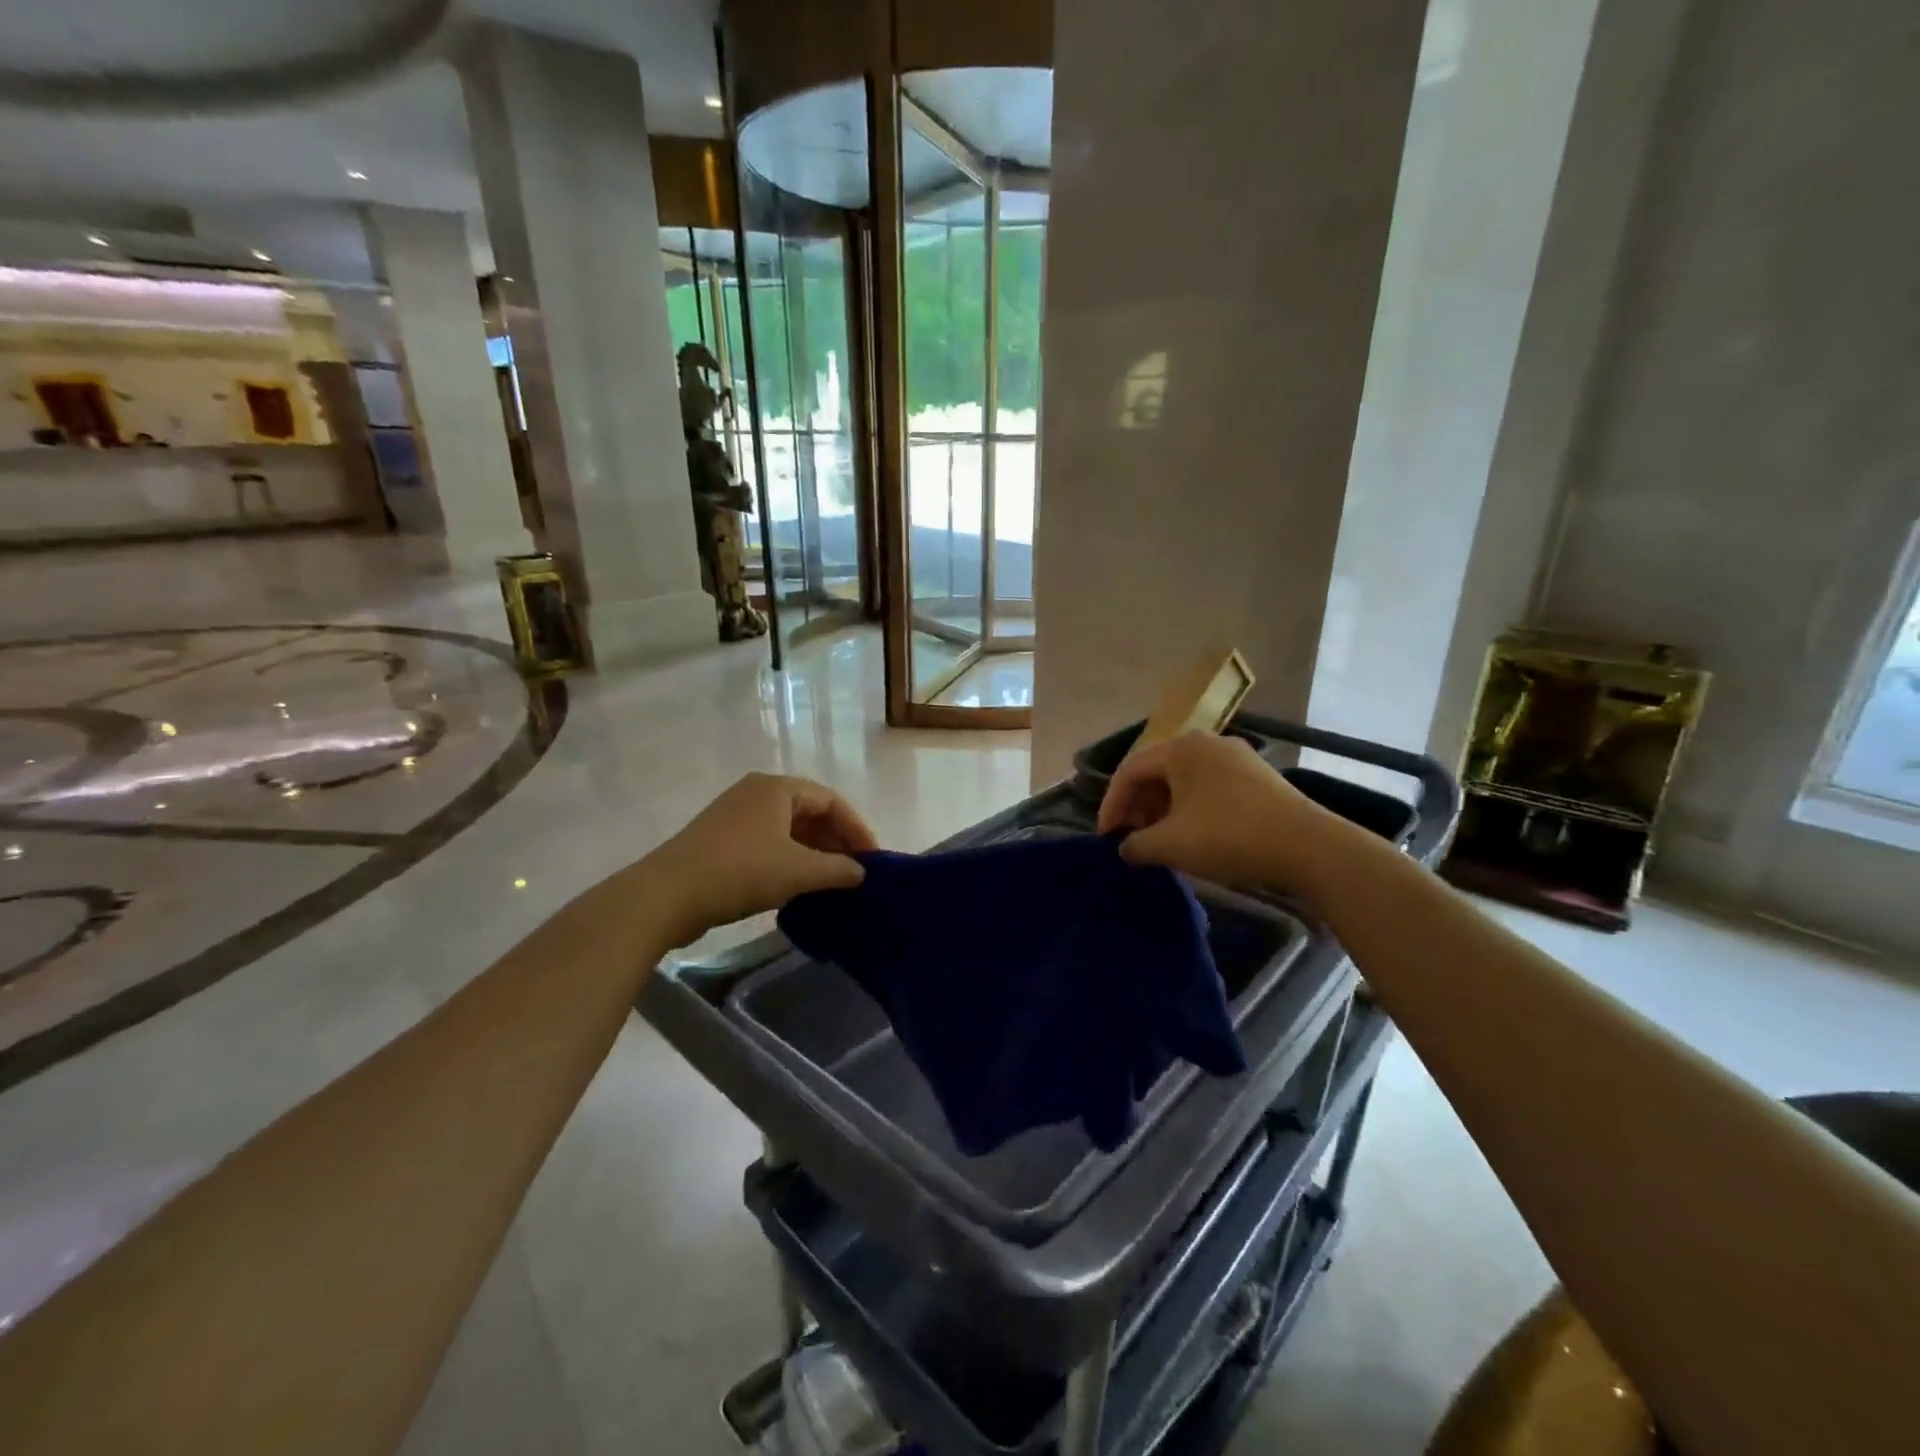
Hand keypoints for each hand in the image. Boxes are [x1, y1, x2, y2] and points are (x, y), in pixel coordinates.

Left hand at [645, 773, 878, 944]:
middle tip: (856, 873)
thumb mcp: (798, 871)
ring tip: (832, 882)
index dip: (857, 829)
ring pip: (789, 831)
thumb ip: (837, 869)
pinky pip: (769, 844)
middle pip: (810, 813)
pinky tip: (799, 887)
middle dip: (836, 842)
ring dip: (814, 854)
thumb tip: (861, 873)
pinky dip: (790, 861)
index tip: (873, 861)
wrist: (666, 896)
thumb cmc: (739, 872)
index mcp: (777, 788)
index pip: (831, 801)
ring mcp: (736, 816)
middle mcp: (757, 793)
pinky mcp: (721, 841)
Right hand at [1097, 731, 1357, 900]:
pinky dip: (1190, 808)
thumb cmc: (1228, 836)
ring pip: (1183, 780)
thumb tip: (1125, 848)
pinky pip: (1208, 786)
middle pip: (1156, 771)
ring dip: (1163, 809)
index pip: (1129, 771)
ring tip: (1159, 840)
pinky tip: (1192, 835)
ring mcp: (1235, 757)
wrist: (1308, 847)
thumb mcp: (1171, 844)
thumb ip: (1136, 845)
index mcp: (1180, 748)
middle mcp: (1205, 742)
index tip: (1106, 838)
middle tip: (1130, 838)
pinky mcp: (1256, 776)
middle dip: (1137, 806)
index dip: (1111, 805)